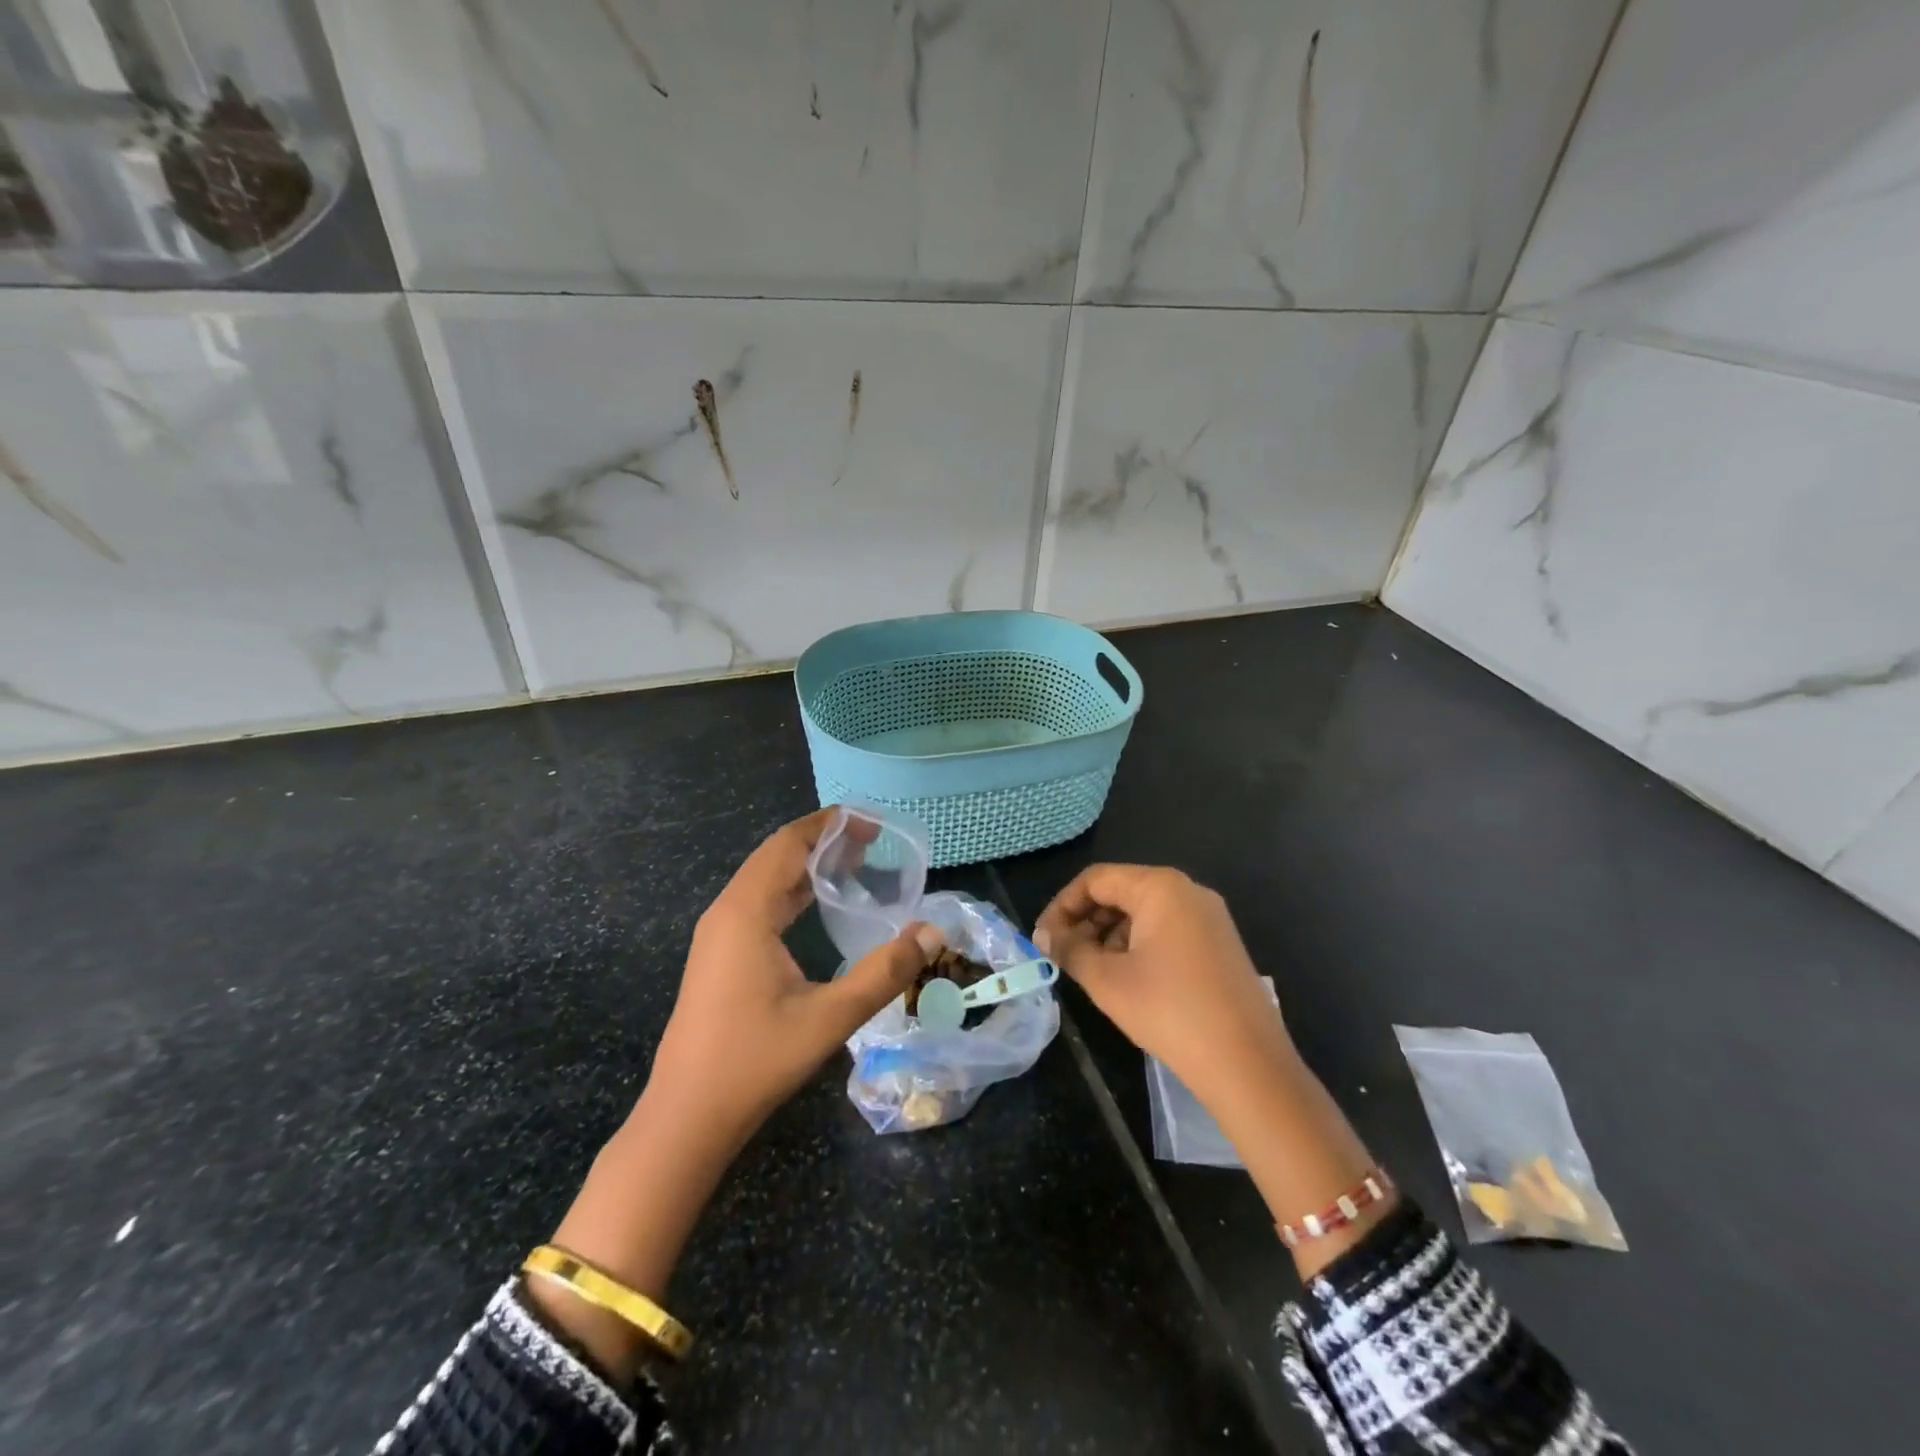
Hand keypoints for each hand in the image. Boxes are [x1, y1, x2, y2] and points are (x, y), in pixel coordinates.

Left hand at [529, 808, 941, 1378]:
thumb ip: (885, 973)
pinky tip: (819, 904)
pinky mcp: (720, 955)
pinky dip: (792, 890)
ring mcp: (718, 934)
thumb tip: (932, 934)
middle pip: (776, 855)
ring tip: (854, 863)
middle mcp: (727, 911)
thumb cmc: (755, 1061)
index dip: (829, 824)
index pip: (788, 844)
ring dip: (807, 864)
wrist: (687, 1116)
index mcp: (746, 911)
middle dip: (822, 840)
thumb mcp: (830, 1017)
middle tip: (872, 840)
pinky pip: (759, 902)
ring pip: (766, 879)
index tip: (871, 822)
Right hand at [1035, 865, 1386, 1275]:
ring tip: (1090, 970)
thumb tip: (1044, 936)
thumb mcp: (1107, 980)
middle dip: (1085, 920)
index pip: (1096, 880)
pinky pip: (1167, 929)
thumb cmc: (1169, 1012)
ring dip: (1110, 934)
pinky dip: (1138, 945)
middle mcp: (1188, 891)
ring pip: (1143, 912)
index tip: (1042, 939)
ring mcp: (1209, 916)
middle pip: (1121, 891)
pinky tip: (1127, 978)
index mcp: (1160, 887)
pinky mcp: (1220, 943)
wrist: (1248, 1065)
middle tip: (1061, 955)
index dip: (1062, 906)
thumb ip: (1069, 949)